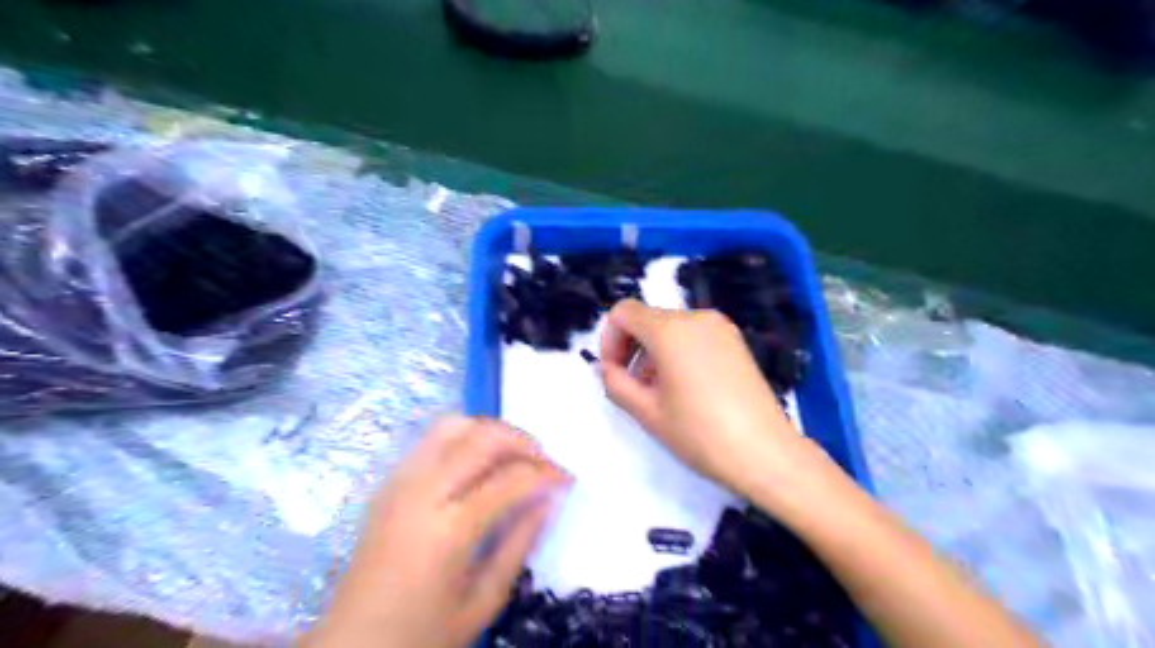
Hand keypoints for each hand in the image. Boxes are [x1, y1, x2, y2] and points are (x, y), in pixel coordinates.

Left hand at [310, 415, 568, 647]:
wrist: (349, 646)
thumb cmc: (421, 634)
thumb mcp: (483, 600)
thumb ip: (520, 543)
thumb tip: (550, 499)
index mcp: (449, 530)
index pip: (510, 479)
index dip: (547, 473)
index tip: (568, 478)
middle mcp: (422, 492)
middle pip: (482, 438)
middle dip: (523, 441)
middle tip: (544, 461)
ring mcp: (400, 482)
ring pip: (454, 425)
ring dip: (493, 432)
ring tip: (514, 455)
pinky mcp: (389, 482)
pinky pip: (432, 439)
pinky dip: (465, 437)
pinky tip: (479, 462)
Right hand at [602, 299, 826, 495]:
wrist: (766, 453)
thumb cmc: (700, 434)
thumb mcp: (647, 413)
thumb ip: (616, 384)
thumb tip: (607, 368)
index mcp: (670, 329)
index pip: (623, 312)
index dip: (609, 340)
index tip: (614, 373)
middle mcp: (696, 317)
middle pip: (648, 319)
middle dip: (632, 348)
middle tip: (634, 388)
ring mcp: (721, 327)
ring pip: (671, 328)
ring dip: (655, 353)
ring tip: (661, 393)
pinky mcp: (736, 342)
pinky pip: (694, 336)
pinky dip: (679, 353)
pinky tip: (687, 388)